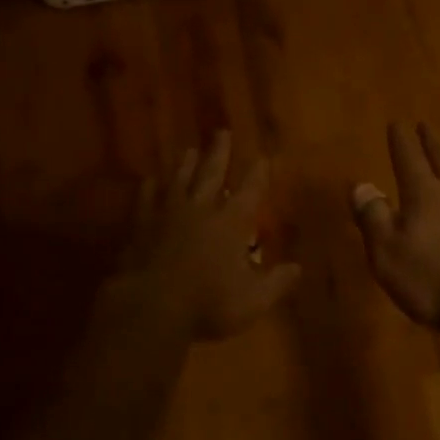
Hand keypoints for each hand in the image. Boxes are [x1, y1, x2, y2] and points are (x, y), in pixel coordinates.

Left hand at [113, 131, 301, 339]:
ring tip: (190, 150)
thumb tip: (297, 268)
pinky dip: (149, 189)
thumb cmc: (209, 304)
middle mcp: (201, 210)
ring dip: (185, 165)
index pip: (249, 191)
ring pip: (178, 181)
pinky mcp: (141, 228)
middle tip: (222, 132)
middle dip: (220, 153)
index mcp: (231, 223)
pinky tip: (149, 180)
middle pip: (211, 174)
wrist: (151, 307)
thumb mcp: (254, 300)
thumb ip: (277, 282)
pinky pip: (146, 201)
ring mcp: (167, 216)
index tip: (262, 157)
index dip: (258, 174)